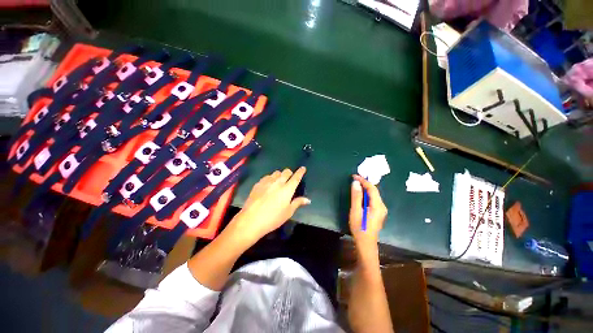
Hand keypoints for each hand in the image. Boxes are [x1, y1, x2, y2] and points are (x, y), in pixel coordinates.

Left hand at [228, 167, 309, 244]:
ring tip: (279, 181)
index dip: (300, 172)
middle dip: (290, 173)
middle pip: (286, 172)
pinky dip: (270, 178)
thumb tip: (308, 200)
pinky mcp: (258, 184)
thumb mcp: (288, 212)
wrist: (251, 220)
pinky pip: (267, 176)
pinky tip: (268, 185)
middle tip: (290, 178)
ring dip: (280, 175)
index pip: (296, 177)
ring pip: (276, 172)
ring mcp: (267, 182)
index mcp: (287, 189)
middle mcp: (278, 182)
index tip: (303, 168)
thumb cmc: (273, 218)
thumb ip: (297, 203)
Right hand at [349, 175, 387, 246]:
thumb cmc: (359, 228)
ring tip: (356, 184)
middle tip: (354, 178)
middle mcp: (382, 206)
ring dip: (365, 188)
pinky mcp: (378, 212)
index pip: (372, 189)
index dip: (363, 181)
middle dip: (365, 183)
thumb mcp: (356, 211)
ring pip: (373, 195)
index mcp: (378, 206)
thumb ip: (356, 197)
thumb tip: (356, 183)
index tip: (354, 176)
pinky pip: (372, 199)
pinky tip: (360, 194)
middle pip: (374, 191)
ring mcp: (381, 210)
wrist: (366, 243)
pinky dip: (366, 194)